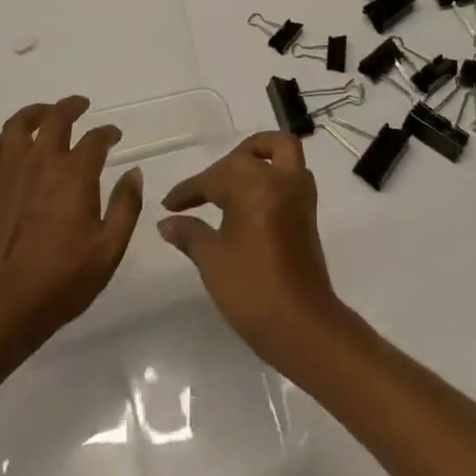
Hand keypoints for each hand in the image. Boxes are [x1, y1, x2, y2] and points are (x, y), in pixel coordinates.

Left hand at [0, 96, 143, 351]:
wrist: (2, 307)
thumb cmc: (62, 280)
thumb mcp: (109, 249)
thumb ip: (127, 206)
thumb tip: (134, 172)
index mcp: (75, 174)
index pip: (96, 138)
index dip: (108, 133)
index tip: (114, 136)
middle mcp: (42, 162)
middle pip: (57, 118)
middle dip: (73, 107)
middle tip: (82, 106)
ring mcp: (10, 172)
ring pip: (19, 124)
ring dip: (36, 112)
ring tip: (46, 114)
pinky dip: (5, 138)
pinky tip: (13, 145)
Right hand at [157, 132, 346, 370]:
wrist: (301, 324)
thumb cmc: (251, 289)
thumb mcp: (212, 260)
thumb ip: (189, 233)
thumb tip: (166, 222)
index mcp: (254, 185)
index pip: (214, 177)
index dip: (189, 190)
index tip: (169, 204)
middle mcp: (281, 179)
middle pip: (250, 154)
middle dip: (224, 165)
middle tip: (203, 190)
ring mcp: (300, 194)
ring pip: (282, 151)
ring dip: (259, 155)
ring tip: (233, 180)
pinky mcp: (309, 212)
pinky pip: (292, 173)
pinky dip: (274, 172)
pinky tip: (253, 198)